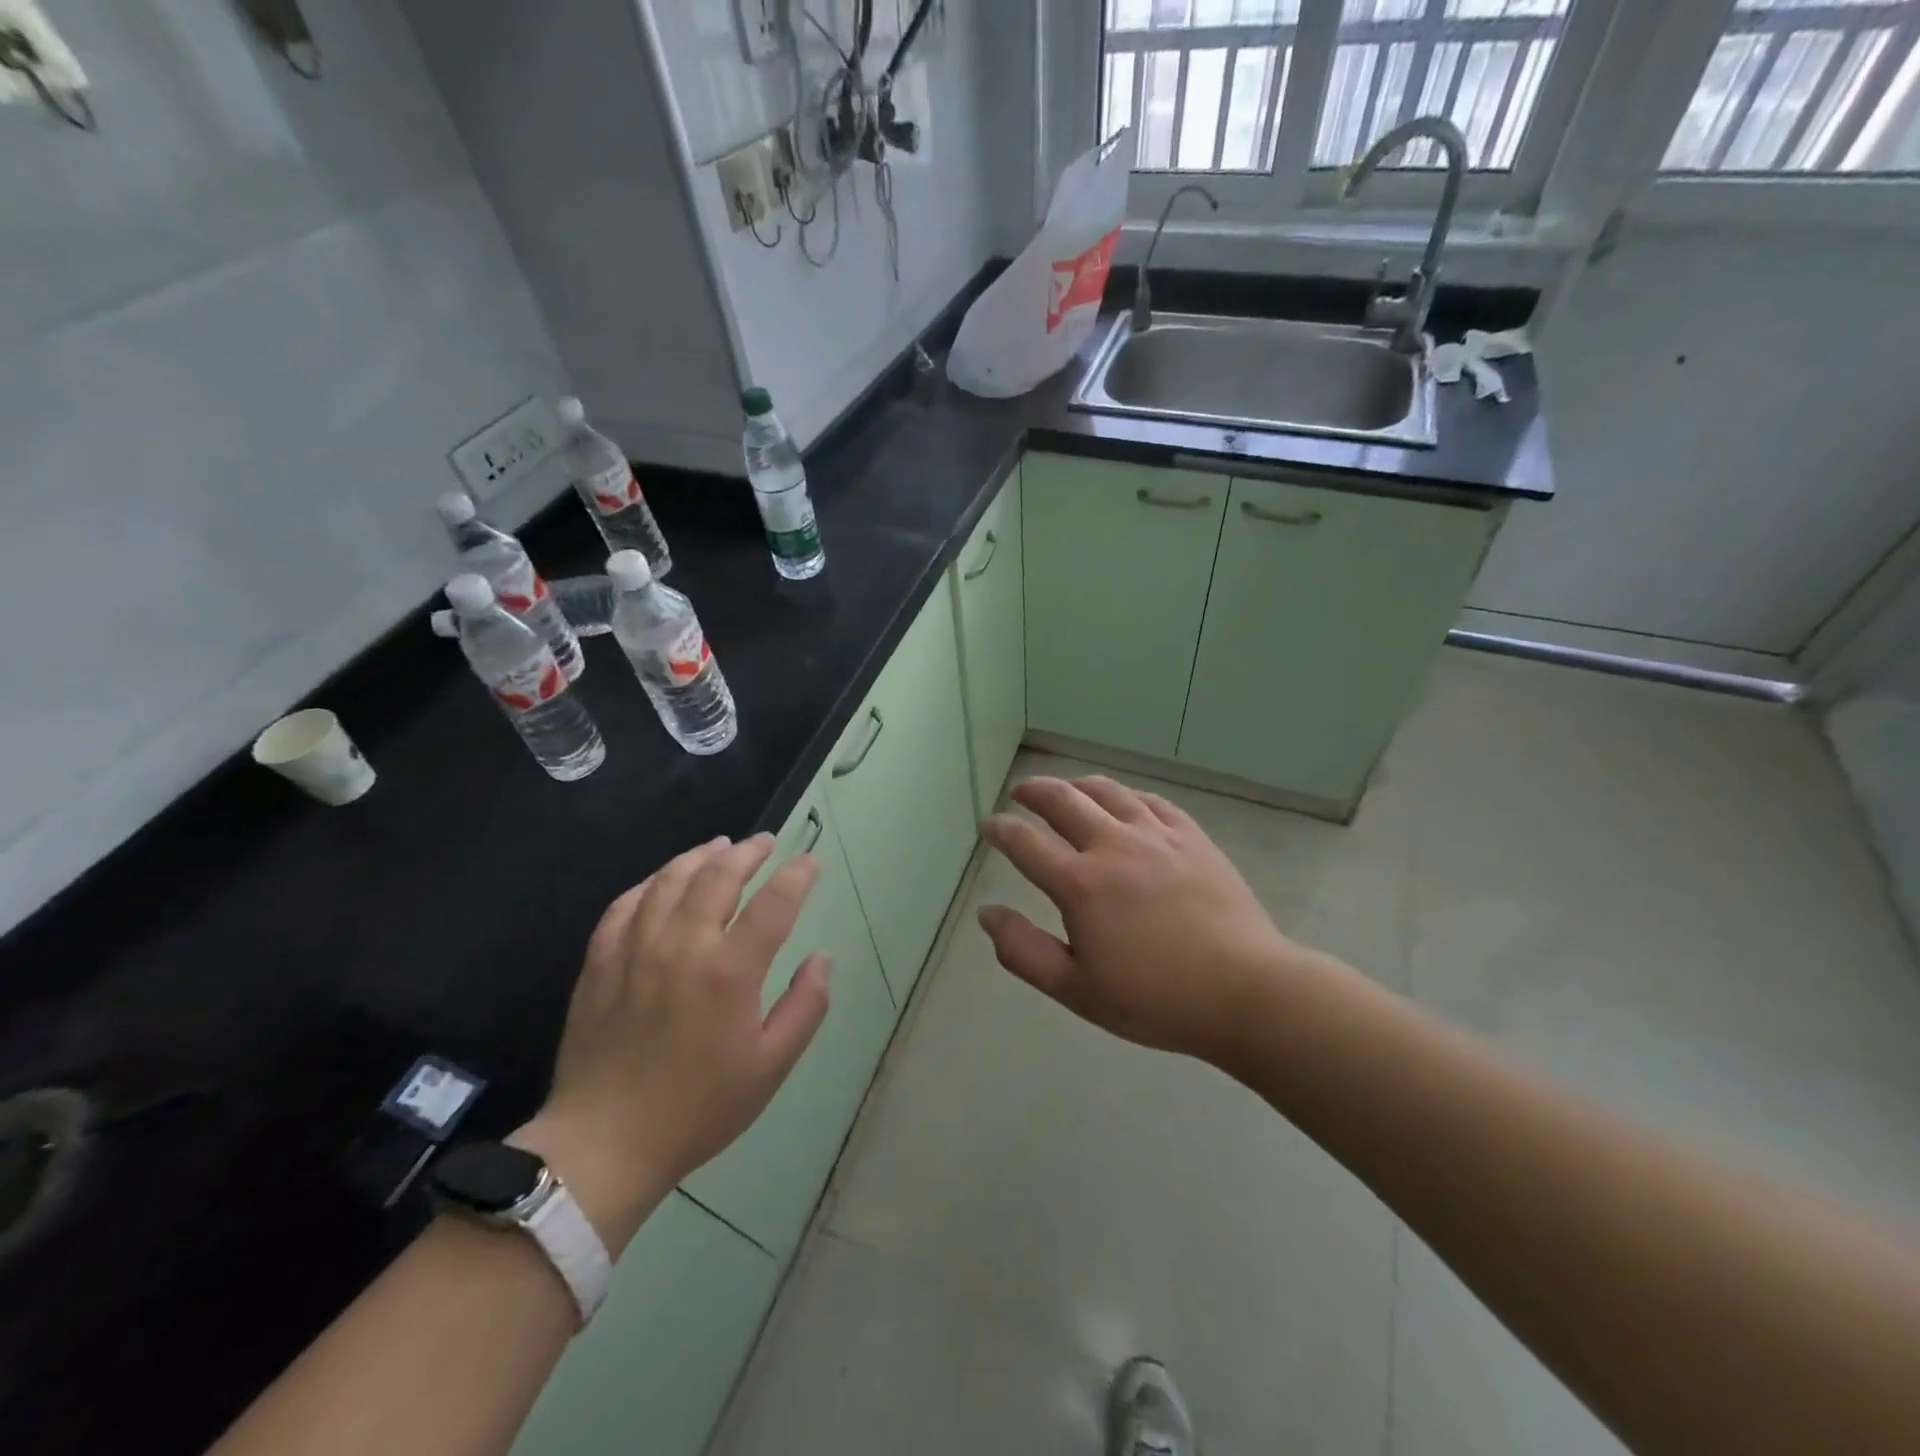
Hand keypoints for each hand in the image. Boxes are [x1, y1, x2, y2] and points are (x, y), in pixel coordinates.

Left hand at [512, 834, 830, 1252]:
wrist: (605, 1144)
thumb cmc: (698, 1108)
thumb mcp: (771, 1067)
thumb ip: (806, 1007)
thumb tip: (823, 959)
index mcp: (729, 973)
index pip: (773, 904)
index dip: (797, 876)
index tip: (810, 861)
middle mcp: (683, 947)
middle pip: (718, 877)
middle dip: (748, 853)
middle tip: (765, 842)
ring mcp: (635, 950)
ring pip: (670, 881)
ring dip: (700, 856)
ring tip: (719, 845)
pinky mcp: (600, 962)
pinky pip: (625, 904)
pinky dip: (650, 882)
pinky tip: (663, 880)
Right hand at [979, 776, 1315, 1065]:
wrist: (1245, 991)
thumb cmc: (1155, 999)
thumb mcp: (1076, 990)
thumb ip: (1023, 950)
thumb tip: (986, 913)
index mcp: (1080, 884)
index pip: (1025, 842)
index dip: (1000, 829)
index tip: (988, 824)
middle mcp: (1113, 845)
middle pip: (1062, 799)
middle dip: (1032, 791)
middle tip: (1019, 794)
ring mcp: (1156, 835)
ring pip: (1106, 790)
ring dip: (1076, 785)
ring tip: (1065, 789)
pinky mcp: (1191, 837)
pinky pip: (1150, 801)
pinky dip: (1125, 795)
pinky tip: (1123, 802)